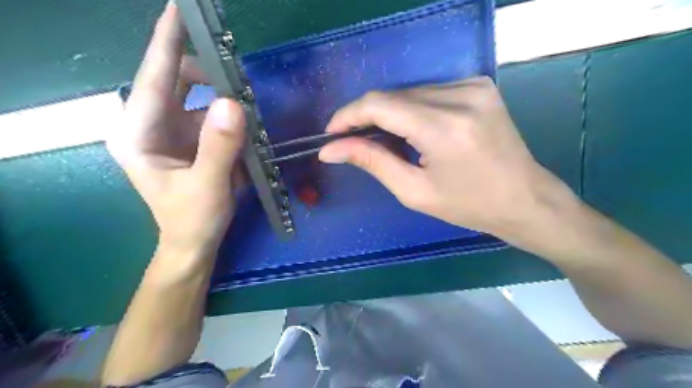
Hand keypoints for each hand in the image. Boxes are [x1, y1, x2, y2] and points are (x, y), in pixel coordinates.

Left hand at [107, 5, 244, 252]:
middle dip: (206, 72)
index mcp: (139, 134)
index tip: (180, 9)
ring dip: (223, 97)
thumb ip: (219, 147)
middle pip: (175, 81)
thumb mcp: (208, 186)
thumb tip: (234, 103)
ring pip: (197, 98)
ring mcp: (170, 132)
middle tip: (238, 72)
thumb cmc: (192, 220)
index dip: (167, 42)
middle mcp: (150, 125)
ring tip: (247, 104)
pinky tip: (244, 127)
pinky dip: (228, 116)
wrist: (194, 242)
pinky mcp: (189, 140)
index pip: (154, 78)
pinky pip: (210, 116)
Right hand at [321, 77, 579, 242]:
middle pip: (393, 96)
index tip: (331, 133)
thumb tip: (331, 149)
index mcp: (443, 127)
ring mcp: (473, 86)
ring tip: (383, 141)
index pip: (380, 104)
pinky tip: (411, 131)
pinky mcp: (479, 86)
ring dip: (389, 114)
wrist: (524, 198)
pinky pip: (429, 92)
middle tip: (353, 142)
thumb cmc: (468, 205)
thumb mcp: (414, 191)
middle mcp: (460, 96)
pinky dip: (411, 109)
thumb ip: (372, 161)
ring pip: (409, 92)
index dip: (348, 115)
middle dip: (366, 117)